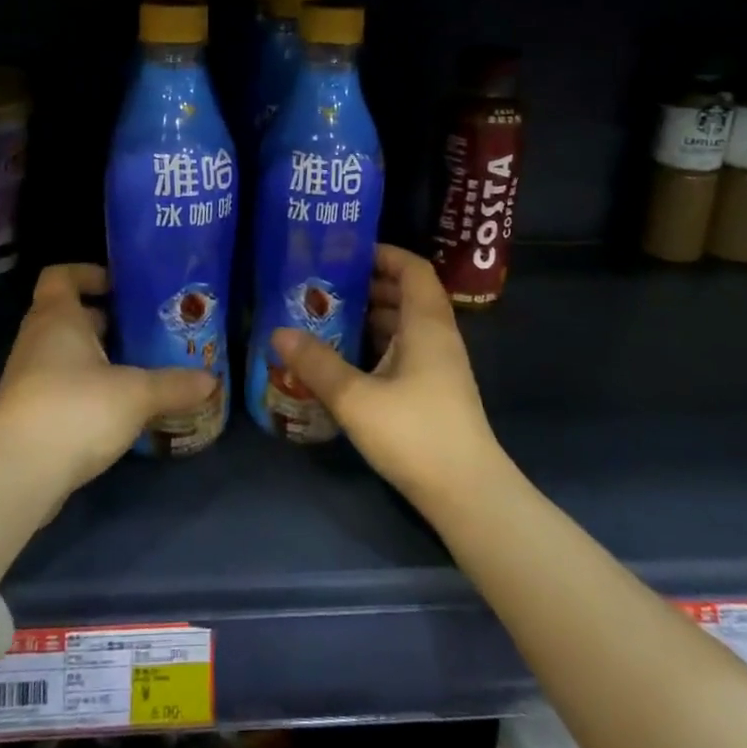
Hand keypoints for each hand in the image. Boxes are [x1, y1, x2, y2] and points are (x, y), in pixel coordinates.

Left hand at [0, 264, 218, 503]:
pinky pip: (60, 384)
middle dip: (105, 320)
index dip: (88, 274)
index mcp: (57, 317)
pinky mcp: (28, 412)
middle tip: (144, 329)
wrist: (19, 473)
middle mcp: (37, 338)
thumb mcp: (136, 394)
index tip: (121, 287)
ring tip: (138, 368)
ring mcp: (28, 377)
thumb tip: (211, 380)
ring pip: (65, 352)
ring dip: (97, 356)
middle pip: (68, 314)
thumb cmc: (76, 409)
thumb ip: (174, 384)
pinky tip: (117, 407)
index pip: (61, 275)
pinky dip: (86, 387)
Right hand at [269, 245, 501, 503]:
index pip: (413, 269)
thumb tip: (278, 332)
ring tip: (328, 317)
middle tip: (325, 285)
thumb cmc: (415, 434)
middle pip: (407, 294)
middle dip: (368, 284)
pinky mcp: (434, 391)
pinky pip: (405, 350)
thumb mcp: (356, 398)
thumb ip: (317, 364)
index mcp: (427, 324)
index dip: (384, 254)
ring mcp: (439, 366)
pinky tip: (347, 358)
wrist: (468, 495)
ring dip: (371, 316)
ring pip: (405, 324)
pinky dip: (378, 343)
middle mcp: (437, 337)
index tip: (346, 253)